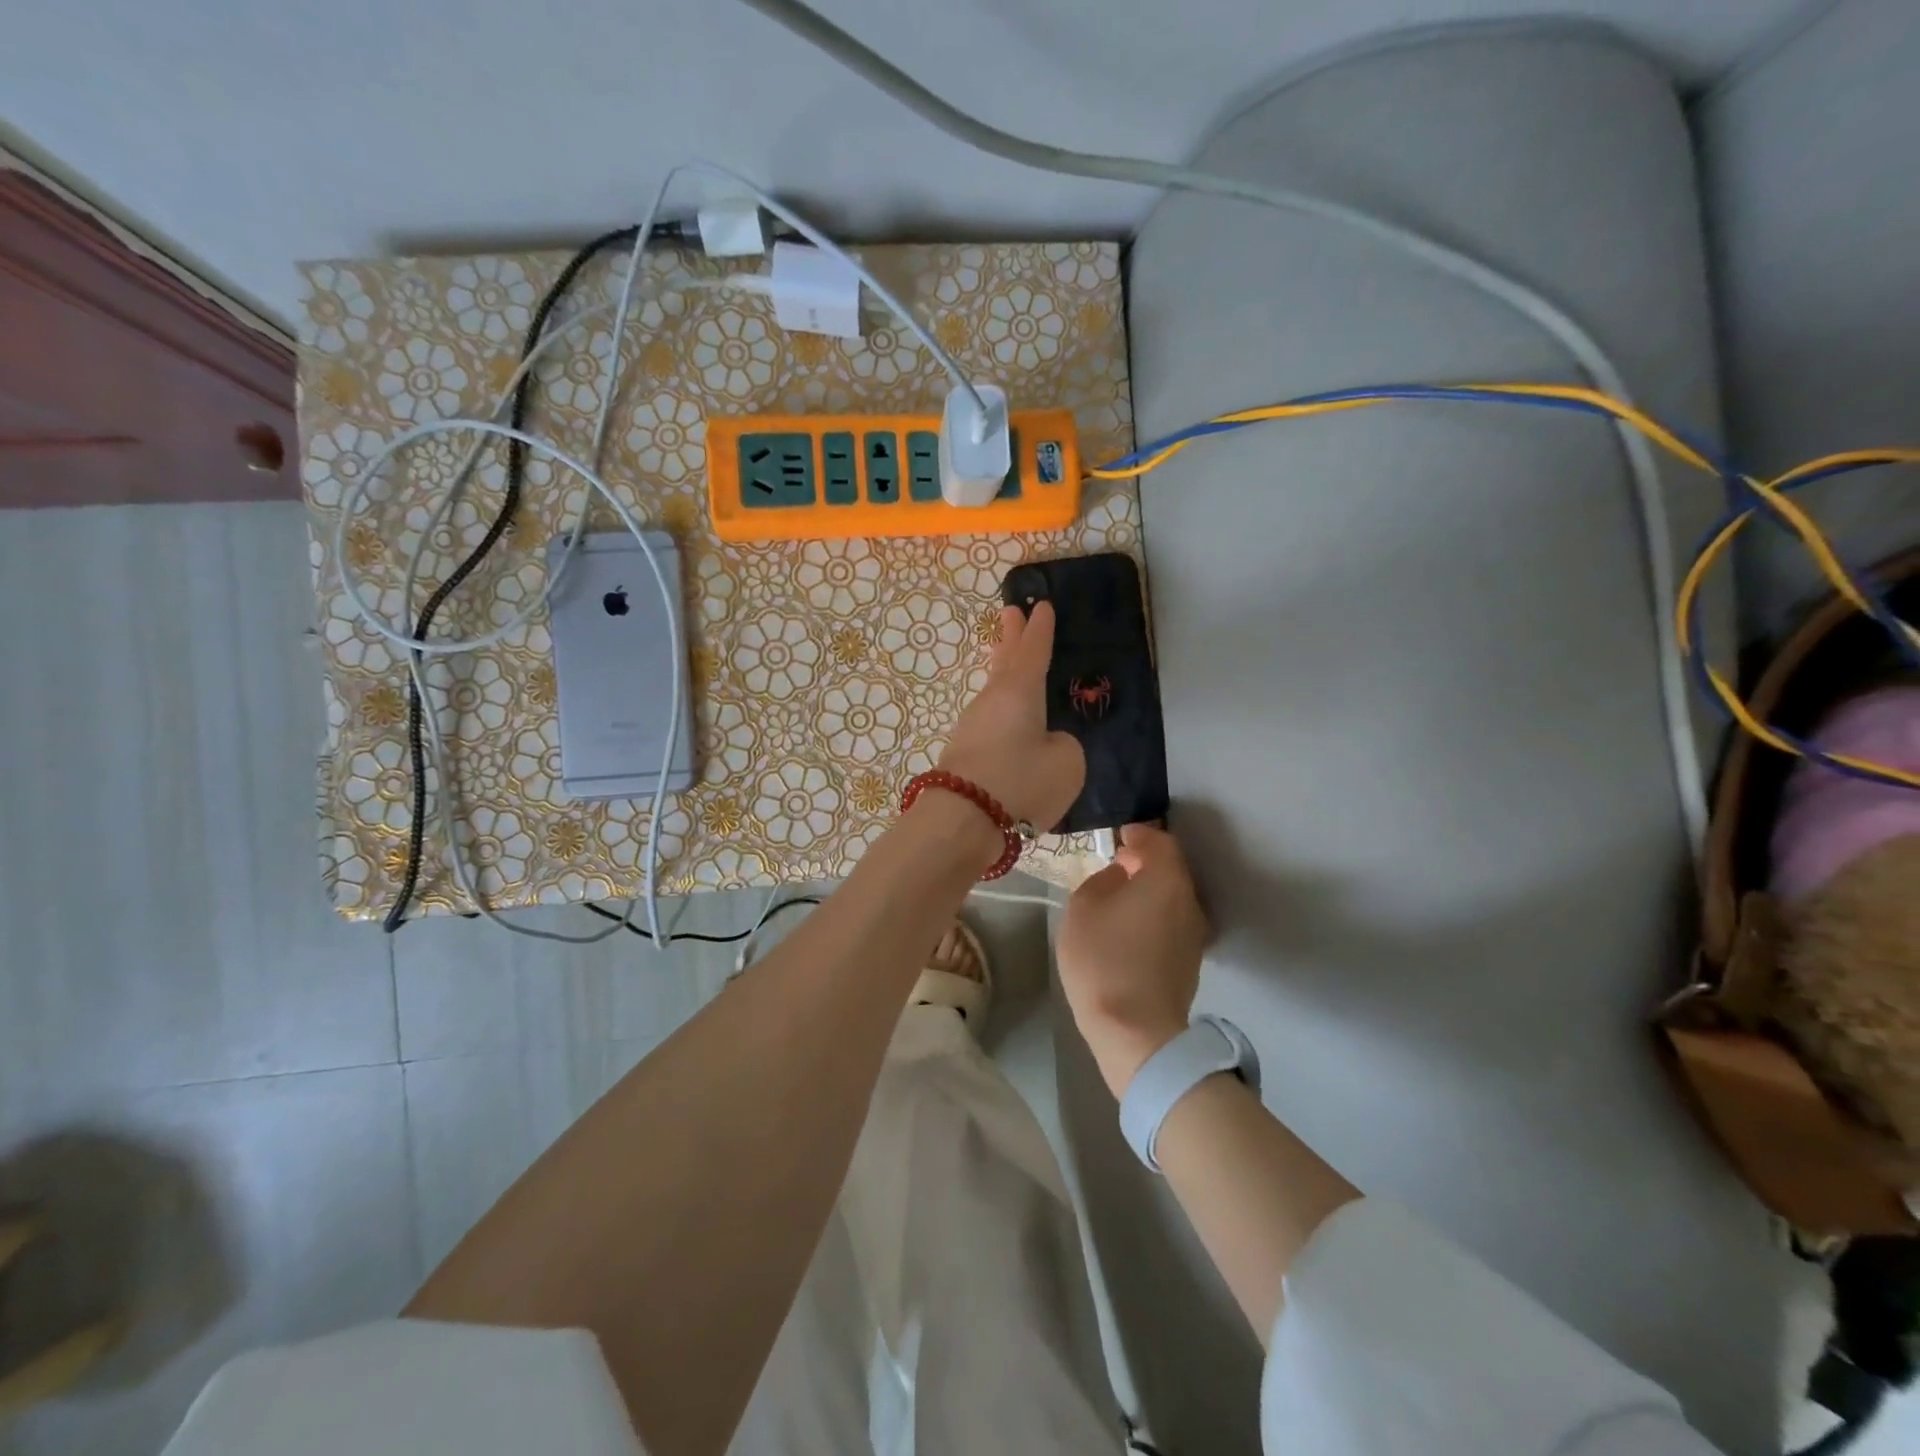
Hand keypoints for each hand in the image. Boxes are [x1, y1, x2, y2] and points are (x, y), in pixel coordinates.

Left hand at [937, 602, 1083, 831]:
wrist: (962, 819)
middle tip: (1009, 612)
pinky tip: (1007, 720)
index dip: (1041, 630)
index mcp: (1020, 691)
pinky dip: (1000, 710)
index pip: (1034, 651)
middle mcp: (992, 701)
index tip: (1041, 606)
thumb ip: (1064, 746)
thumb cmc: (1021, 782)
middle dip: (1010, 637)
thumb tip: (1047, 744)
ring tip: (1009, 661)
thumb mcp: (1067, 763)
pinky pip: (989, 720)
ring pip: (994, 691)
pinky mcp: (963, 753)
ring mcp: (972, 726)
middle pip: (1004, 661)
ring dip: (1002, 672)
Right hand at [1058, 824, 1208, 1097]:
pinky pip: (1171, 921)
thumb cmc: (1103, 959)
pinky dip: (1153, 913)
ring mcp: (1194, 934)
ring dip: (1150, 889)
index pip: (1161, 842)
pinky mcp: (1189, 961)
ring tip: (1120, 895)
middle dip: (1146, 862)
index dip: (1140, 834)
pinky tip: (1130, 925)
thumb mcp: (1083, 907)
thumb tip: (1119, 877)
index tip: (1119, 835)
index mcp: (1166, 880)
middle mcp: (1189, 901)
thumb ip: (1102, 880)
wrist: (1135, 1031)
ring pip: (1172, 897)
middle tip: (1118, 862)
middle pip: (1171, 870)